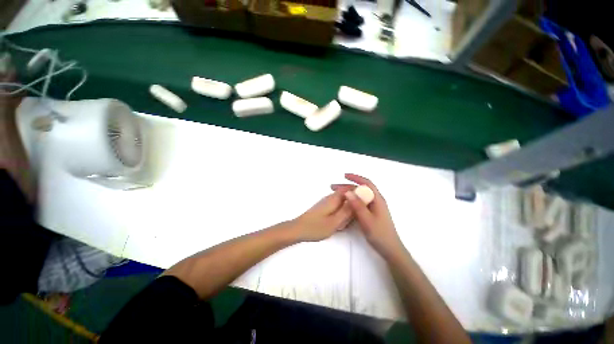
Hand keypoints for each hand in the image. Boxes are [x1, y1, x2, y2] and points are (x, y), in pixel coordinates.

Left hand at [290, 189, 353, 241]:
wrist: (298, 229)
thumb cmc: (316, 227)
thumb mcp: (334, 222)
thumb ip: (347, 211)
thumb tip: (358, 200)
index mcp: (334, 198)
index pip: (349, 189)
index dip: (359, 193)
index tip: (367, 202)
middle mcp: (330, 197)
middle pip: (347, 195)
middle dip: (354, 203)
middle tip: (358, 216)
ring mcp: (326, 202)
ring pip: (342, 202)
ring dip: (348, 209)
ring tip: (349, 222)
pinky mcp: (324, 208)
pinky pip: (337, 207)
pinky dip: (342, 213)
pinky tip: (340, 223)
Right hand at [332, 173, 403, 257]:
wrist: (390, 249)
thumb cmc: (380, 234)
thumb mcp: (367, 220)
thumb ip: (357, 206)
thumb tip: (347, 192)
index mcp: (377, 199)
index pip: (367, 183)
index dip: (356, 178)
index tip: (344, 175)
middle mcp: (376, 201)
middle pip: (361, 189)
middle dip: (347, 186)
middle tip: (334, 187)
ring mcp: (373, 207)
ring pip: (360, 196)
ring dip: (348, 193)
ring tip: (336, 194)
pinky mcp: (371, 213)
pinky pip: (360, 202)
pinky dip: (351, 200)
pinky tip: (344, 203)